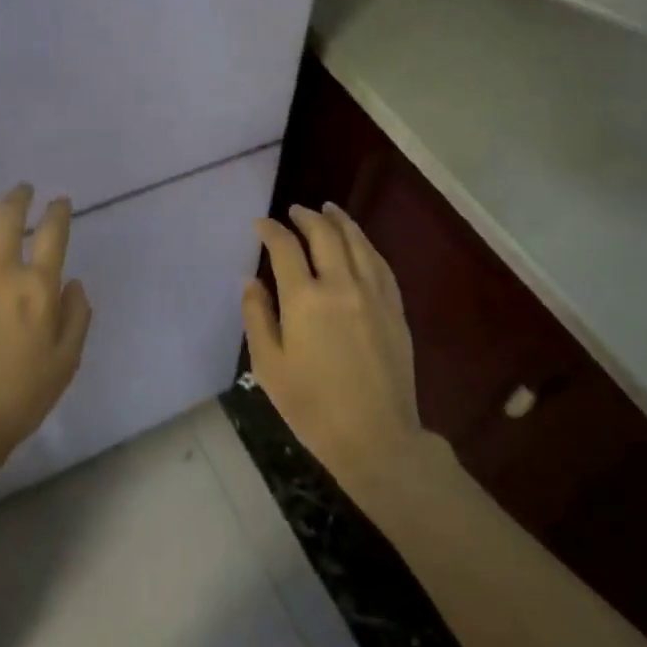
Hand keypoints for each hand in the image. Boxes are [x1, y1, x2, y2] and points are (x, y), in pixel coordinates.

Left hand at [0, 185, 92, 451]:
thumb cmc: (22, 395)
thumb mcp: (67, 360)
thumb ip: (77, 316)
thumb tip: (73, 282)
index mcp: (38, 288)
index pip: (52, 234)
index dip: (58, 211)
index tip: (59, 202)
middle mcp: (0, 272)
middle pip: (8, 218)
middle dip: (18, 197)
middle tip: (22, 190)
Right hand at [243, 203, 426, 494]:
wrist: (375, 436)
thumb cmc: (312, 406)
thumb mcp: (269, 366)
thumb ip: (257, 316)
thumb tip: (251, 280)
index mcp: (305, 299)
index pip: (285, 247)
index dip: (271, 230)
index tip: (260, 224)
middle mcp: (341, 285)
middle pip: (325, 234)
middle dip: (307, 217)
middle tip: (295, 211)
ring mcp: (374, 294)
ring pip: (358, 242)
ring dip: (340, 221)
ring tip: (329, 210)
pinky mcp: (395, 308)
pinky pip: (380, 263)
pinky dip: (366, 245)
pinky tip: (360, 243)